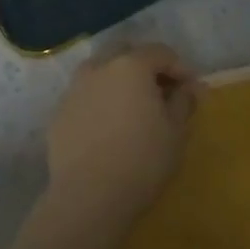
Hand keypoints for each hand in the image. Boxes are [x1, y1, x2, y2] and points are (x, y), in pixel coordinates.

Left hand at [46, 43, 199, 224]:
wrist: (90, 195)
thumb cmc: (143, 159)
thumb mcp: (176, 131)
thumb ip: (183, 102)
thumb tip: (188, 89)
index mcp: (131, 66)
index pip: (161, 53)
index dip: (180, 68)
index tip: (191, 91)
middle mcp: (98, 68)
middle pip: (126, 53)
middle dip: (146, 66)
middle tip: (161, 92)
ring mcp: (74, 90)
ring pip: (100, 72)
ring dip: (119, 81)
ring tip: (132, 109)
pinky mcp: (59, 114)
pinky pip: (85, 97)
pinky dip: (100, 102)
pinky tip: (109, 128)